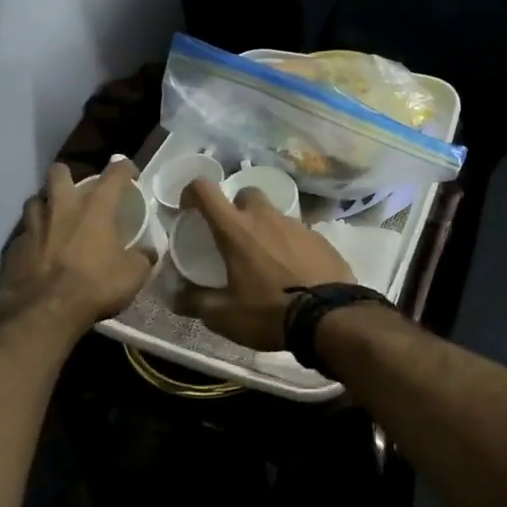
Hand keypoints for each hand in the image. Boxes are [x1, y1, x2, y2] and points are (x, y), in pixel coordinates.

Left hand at [0, 161, 154, 332]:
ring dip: (45, 206)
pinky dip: (32, 238)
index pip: (114, 172)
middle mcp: (62, 206)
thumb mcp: (133, 275)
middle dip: (68, 176)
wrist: (43, 311)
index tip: (129, 173)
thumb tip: (148, 253)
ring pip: (35, 201)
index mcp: (96, 206)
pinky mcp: (13, 246)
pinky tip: (38, 252)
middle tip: (77, 193)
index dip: (124, 168)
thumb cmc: (94, 286)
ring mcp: (33, 225)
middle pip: (59, 172)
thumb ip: (143, 258)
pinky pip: (23, 233)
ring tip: (53, 220)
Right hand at [176, 179, 353, 349]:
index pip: (205, 190)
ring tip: (266, 261)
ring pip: (274, 215)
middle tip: (235, 238)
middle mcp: (266, 217)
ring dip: (265, 229)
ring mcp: (297, 225)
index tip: (190, 210)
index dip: (192, 192)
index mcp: (236, 230)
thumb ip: (195, 302)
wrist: (330, 317)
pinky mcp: (321, 238)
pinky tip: (293, 272)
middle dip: (237, 209)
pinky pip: (298, 234)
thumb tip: (175, 297)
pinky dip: (290, 245)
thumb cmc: (269, 312)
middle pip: (246, 195)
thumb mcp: (224, 315)